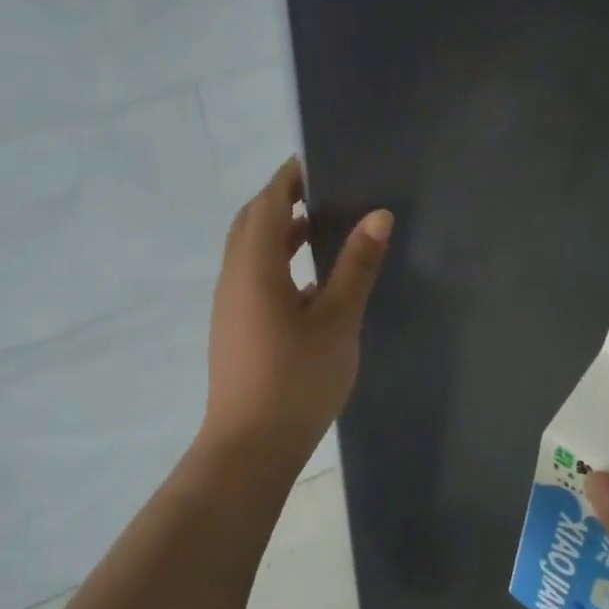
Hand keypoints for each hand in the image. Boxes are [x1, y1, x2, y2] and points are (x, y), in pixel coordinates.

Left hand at [201, 157, 392, 471]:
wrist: (250, 447)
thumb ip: (356, 265)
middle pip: (252, 222)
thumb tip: (378, 215)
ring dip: (279, 233)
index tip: (317, 161)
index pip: (268, 202)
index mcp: (254, 265)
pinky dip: (277, 263)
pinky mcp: (234, 328)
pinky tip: (311, 282)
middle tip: (322, 190)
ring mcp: (230, 305)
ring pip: (250, 252)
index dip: (289, 178)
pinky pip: (253, 278)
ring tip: (320, 227)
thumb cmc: (296, 379)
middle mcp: (234, 277)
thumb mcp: (337, 320)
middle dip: (281, 200)